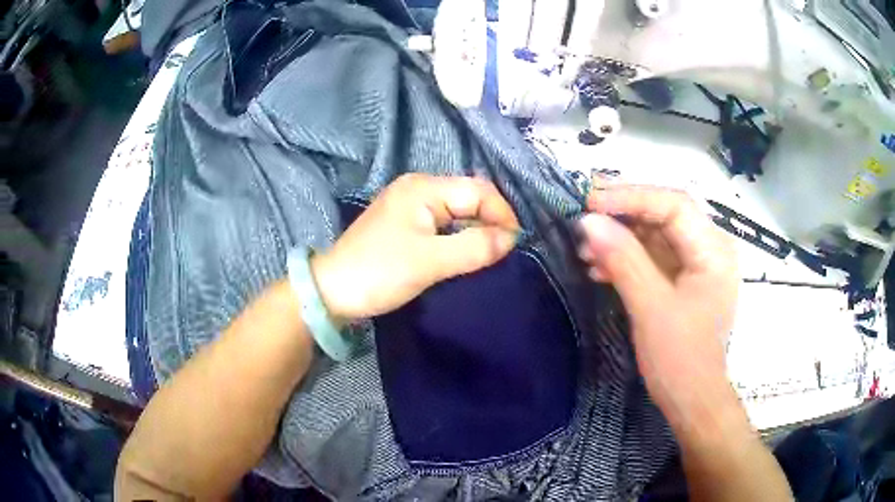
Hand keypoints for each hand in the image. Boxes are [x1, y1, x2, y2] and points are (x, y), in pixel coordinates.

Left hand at [311, 174, 519, 321]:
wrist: (332, 291)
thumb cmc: (379, 272)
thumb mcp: (430, 262)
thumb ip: (474, 248)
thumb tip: (511, 239)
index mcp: (423, 188)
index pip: (478, 190)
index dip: (502, 214)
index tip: (515, 244)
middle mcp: (418, 187)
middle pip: (469, 196)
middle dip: (491, 220)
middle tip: (504, 251)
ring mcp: (410, 203)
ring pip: (458, 209)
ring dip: (476, 228)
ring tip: (490, 253)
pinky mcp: (405, 222)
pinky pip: (444, 221)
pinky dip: (460, 235)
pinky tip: (466, 251)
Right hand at [577, 186, 739, 431]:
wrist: (691, 401)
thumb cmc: (680, 358)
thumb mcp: (651, 307)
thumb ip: (623, 260)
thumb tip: (588, 221)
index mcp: (713, 250)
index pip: (674, 204)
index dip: (632, 197)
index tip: (591, 202)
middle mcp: (709, 249)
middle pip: (664, 215)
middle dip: (622, 215)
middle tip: (583, 217)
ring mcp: (695, 265)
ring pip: (654, 235)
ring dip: (619, 239)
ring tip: (584, 248)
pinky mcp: (681, 281)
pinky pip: (651, 258)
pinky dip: (625, 259)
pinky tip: (597, 267)